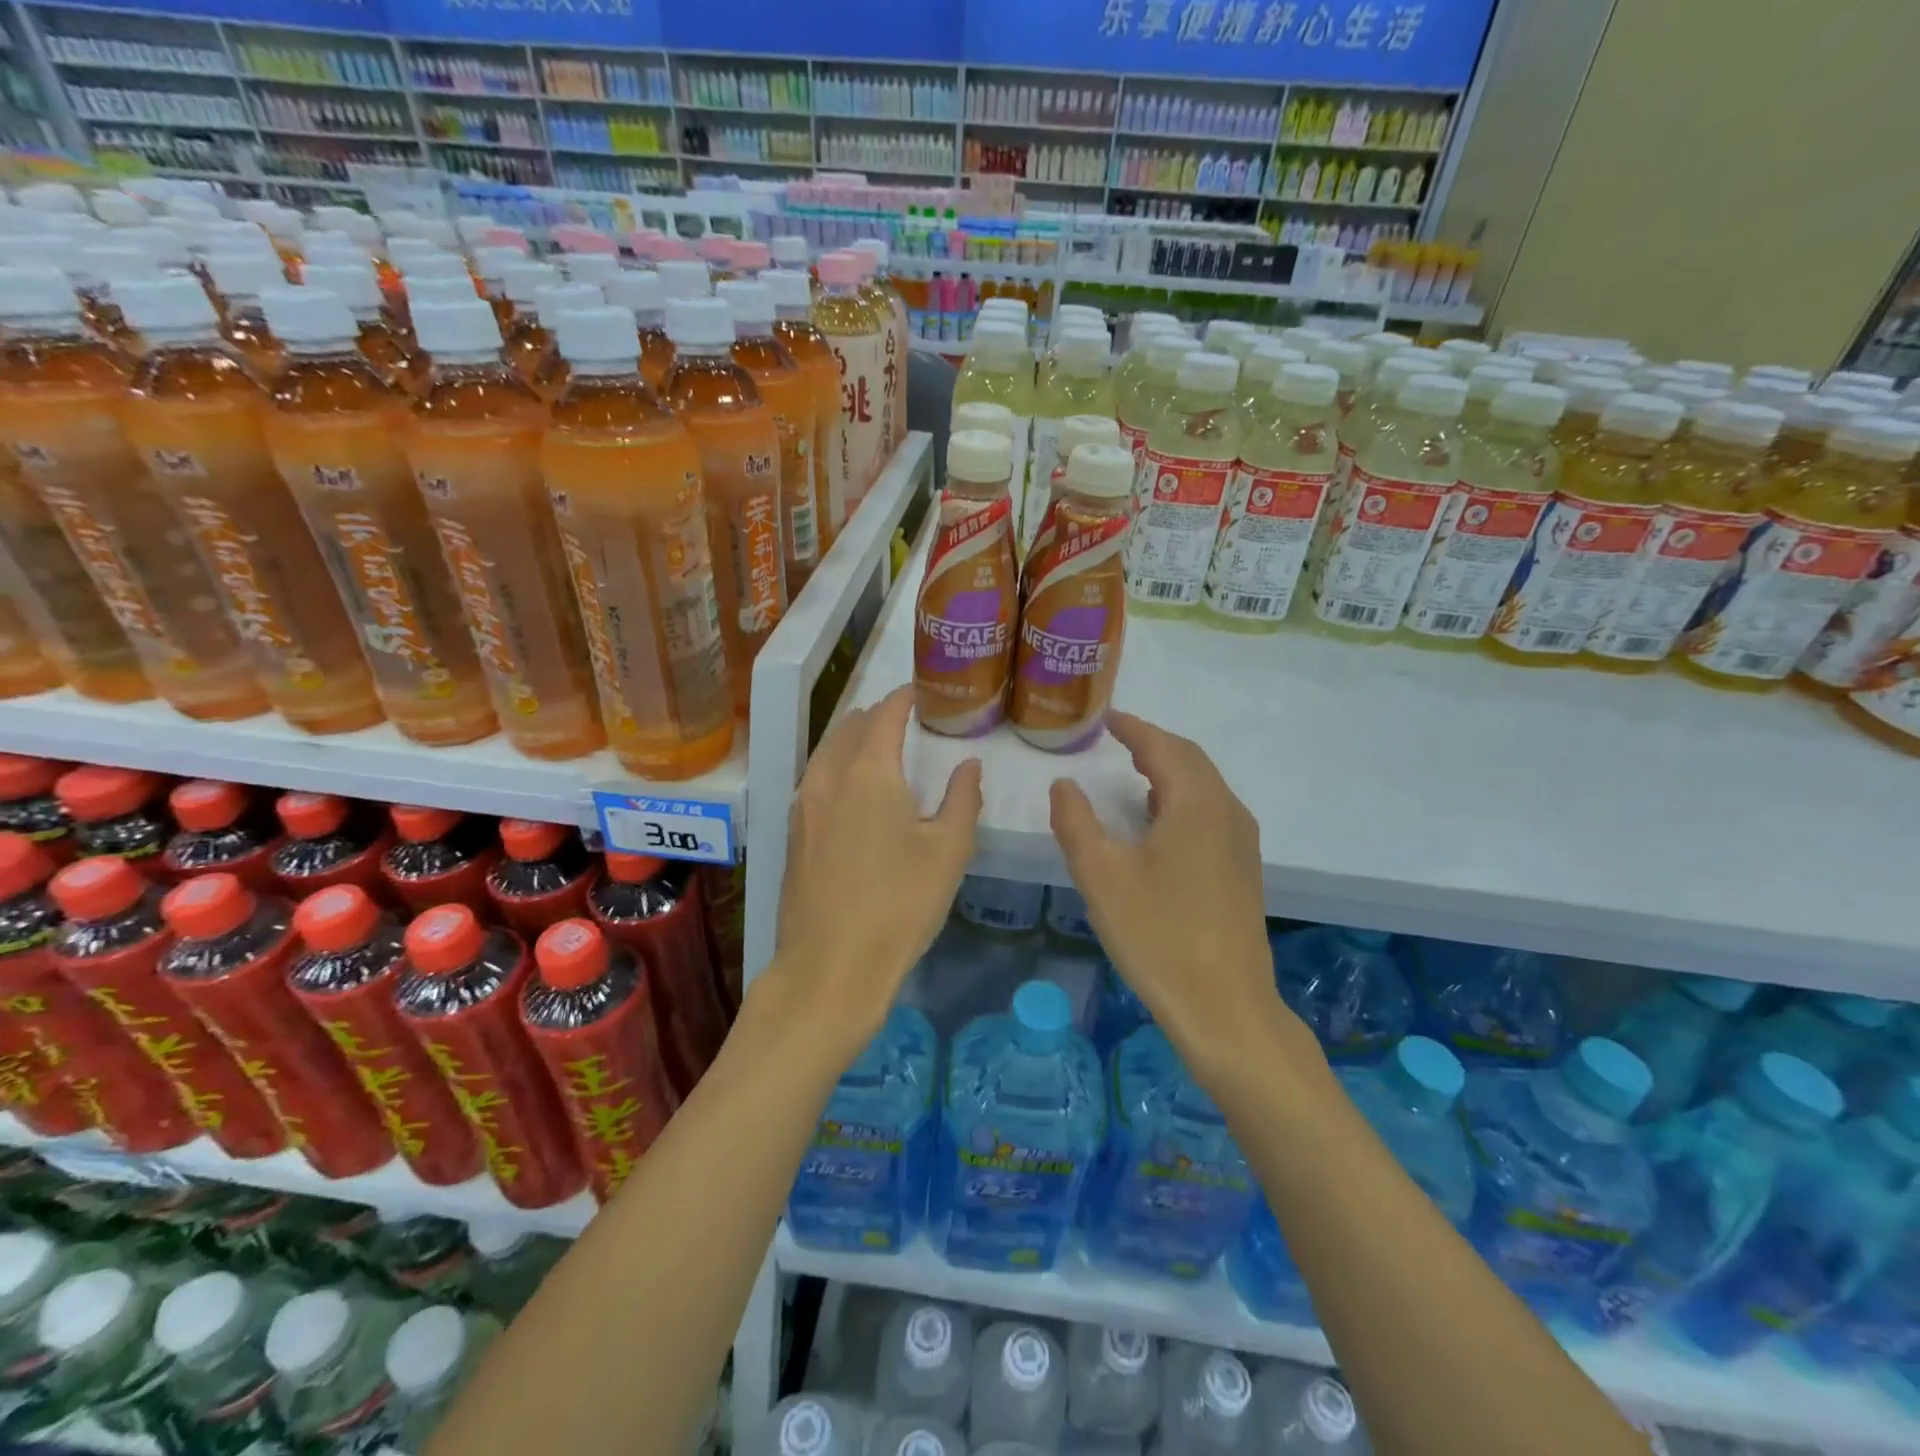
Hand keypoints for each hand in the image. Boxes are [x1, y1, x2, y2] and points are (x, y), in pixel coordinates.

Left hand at [771, 685, 981, 1056]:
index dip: (905, 697)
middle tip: (909, 721)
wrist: (830, 967)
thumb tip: (968, 764)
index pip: (885, 713)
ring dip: (854, 740)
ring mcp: (803, 804)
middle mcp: (828, 775)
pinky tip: (856, 791)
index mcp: (869, 770)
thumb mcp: (949, 851)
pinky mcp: (793, 832)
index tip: (924, 692)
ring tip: (883, 750)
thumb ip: (962, 798)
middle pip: (851, 726)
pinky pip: (816, 778)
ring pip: (828, 751)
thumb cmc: (900, 905)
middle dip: (879, 716)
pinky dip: (838, 767)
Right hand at [1050, 712, 1300, 1071]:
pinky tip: (1160, 821)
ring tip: (1135, 772)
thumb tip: (1064, 784)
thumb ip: (1075, 822)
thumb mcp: (1100, 875)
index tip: (1107, 718)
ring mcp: (1242, 842)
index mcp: (1196, 803)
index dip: (1133, 728)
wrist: (1225, 1007)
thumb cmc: (1157, 934)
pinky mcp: (1244, 870)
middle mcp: (1227, 812)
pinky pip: (1211, 812)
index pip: (1162, 746)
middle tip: (1119, 739)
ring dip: (1170, 770)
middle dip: (1153, 744)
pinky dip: (1183, 798)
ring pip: (1205, 787)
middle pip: (1190, 760)